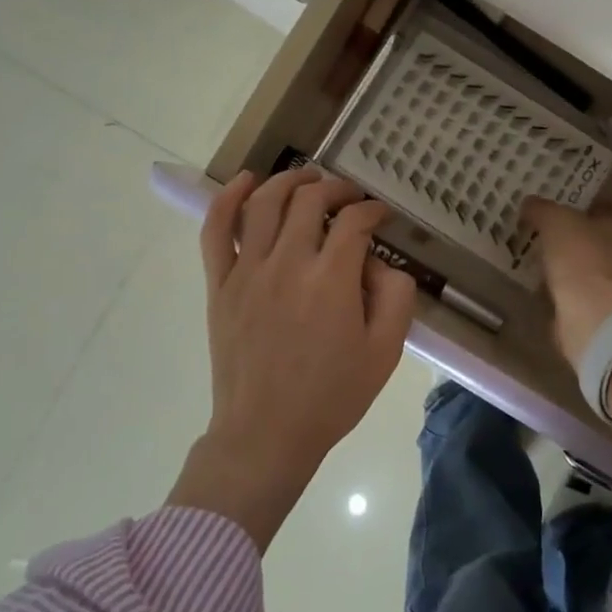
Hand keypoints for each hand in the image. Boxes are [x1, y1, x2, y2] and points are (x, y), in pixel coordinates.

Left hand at [169, 167, 415, 550]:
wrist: (266, 434)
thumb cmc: (331, 396)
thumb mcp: (385, 352)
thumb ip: (395, 296)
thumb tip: (378, 262)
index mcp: (332, 280)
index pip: (354, 221)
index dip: (372, 210)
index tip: (381, 215)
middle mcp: (288, 263)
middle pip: (310, 200)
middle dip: (336, 188)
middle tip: (349, 196)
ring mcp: (247, 271)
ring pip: (265, 203)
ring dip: (290, 181)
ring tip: (307, 178)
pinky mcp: (220, 284)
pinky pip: (217, 229)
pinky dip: (228, 197)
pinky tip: (246, 181)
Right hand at [524, 198, 611, 443]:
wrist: (597, 320)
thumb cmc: (584, 259)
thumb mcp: (556, 222)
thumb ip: (542, 209)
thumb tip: (529, 203)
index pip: (611, 208)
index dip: (584, 208)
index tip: (559, 212)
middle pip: (604, 240)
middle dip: (578, 239)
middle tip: (547, 236)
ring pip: (595, 269)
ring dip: (573, 268)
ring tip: (542, 262)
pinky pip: (587, 294)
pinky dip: (571, 292)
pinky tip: (548, 289)